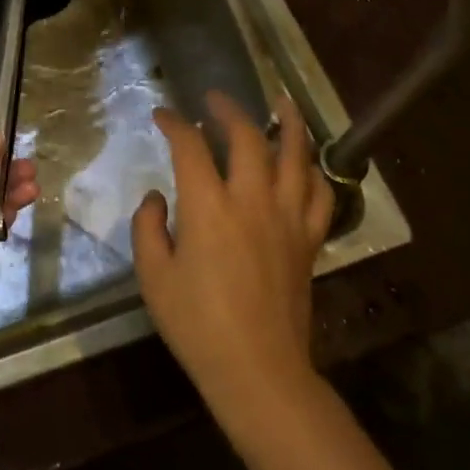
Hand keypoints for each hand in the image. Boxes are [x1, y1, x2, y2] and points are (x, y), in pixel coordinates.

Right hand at [133, 91, 332, 412]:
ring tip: (280, 102)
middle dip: (228, 110)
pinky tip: (305, 164)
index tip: (163, 115)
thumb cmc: (197, 325)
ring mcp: (287, 218)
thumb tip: (157, 197)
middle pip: (247, 137)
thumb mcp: (153, 276)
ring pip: (296, 156)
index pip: (190, 147)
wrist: (258, 370)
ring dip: (288, 123)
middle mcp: (252, 201)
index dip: (174, 123)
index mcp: (209, 208)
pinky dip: (313, 171)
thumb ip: (148, 227)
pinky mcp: (309, 239)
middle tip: (214, 99)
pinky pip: (320, 194)